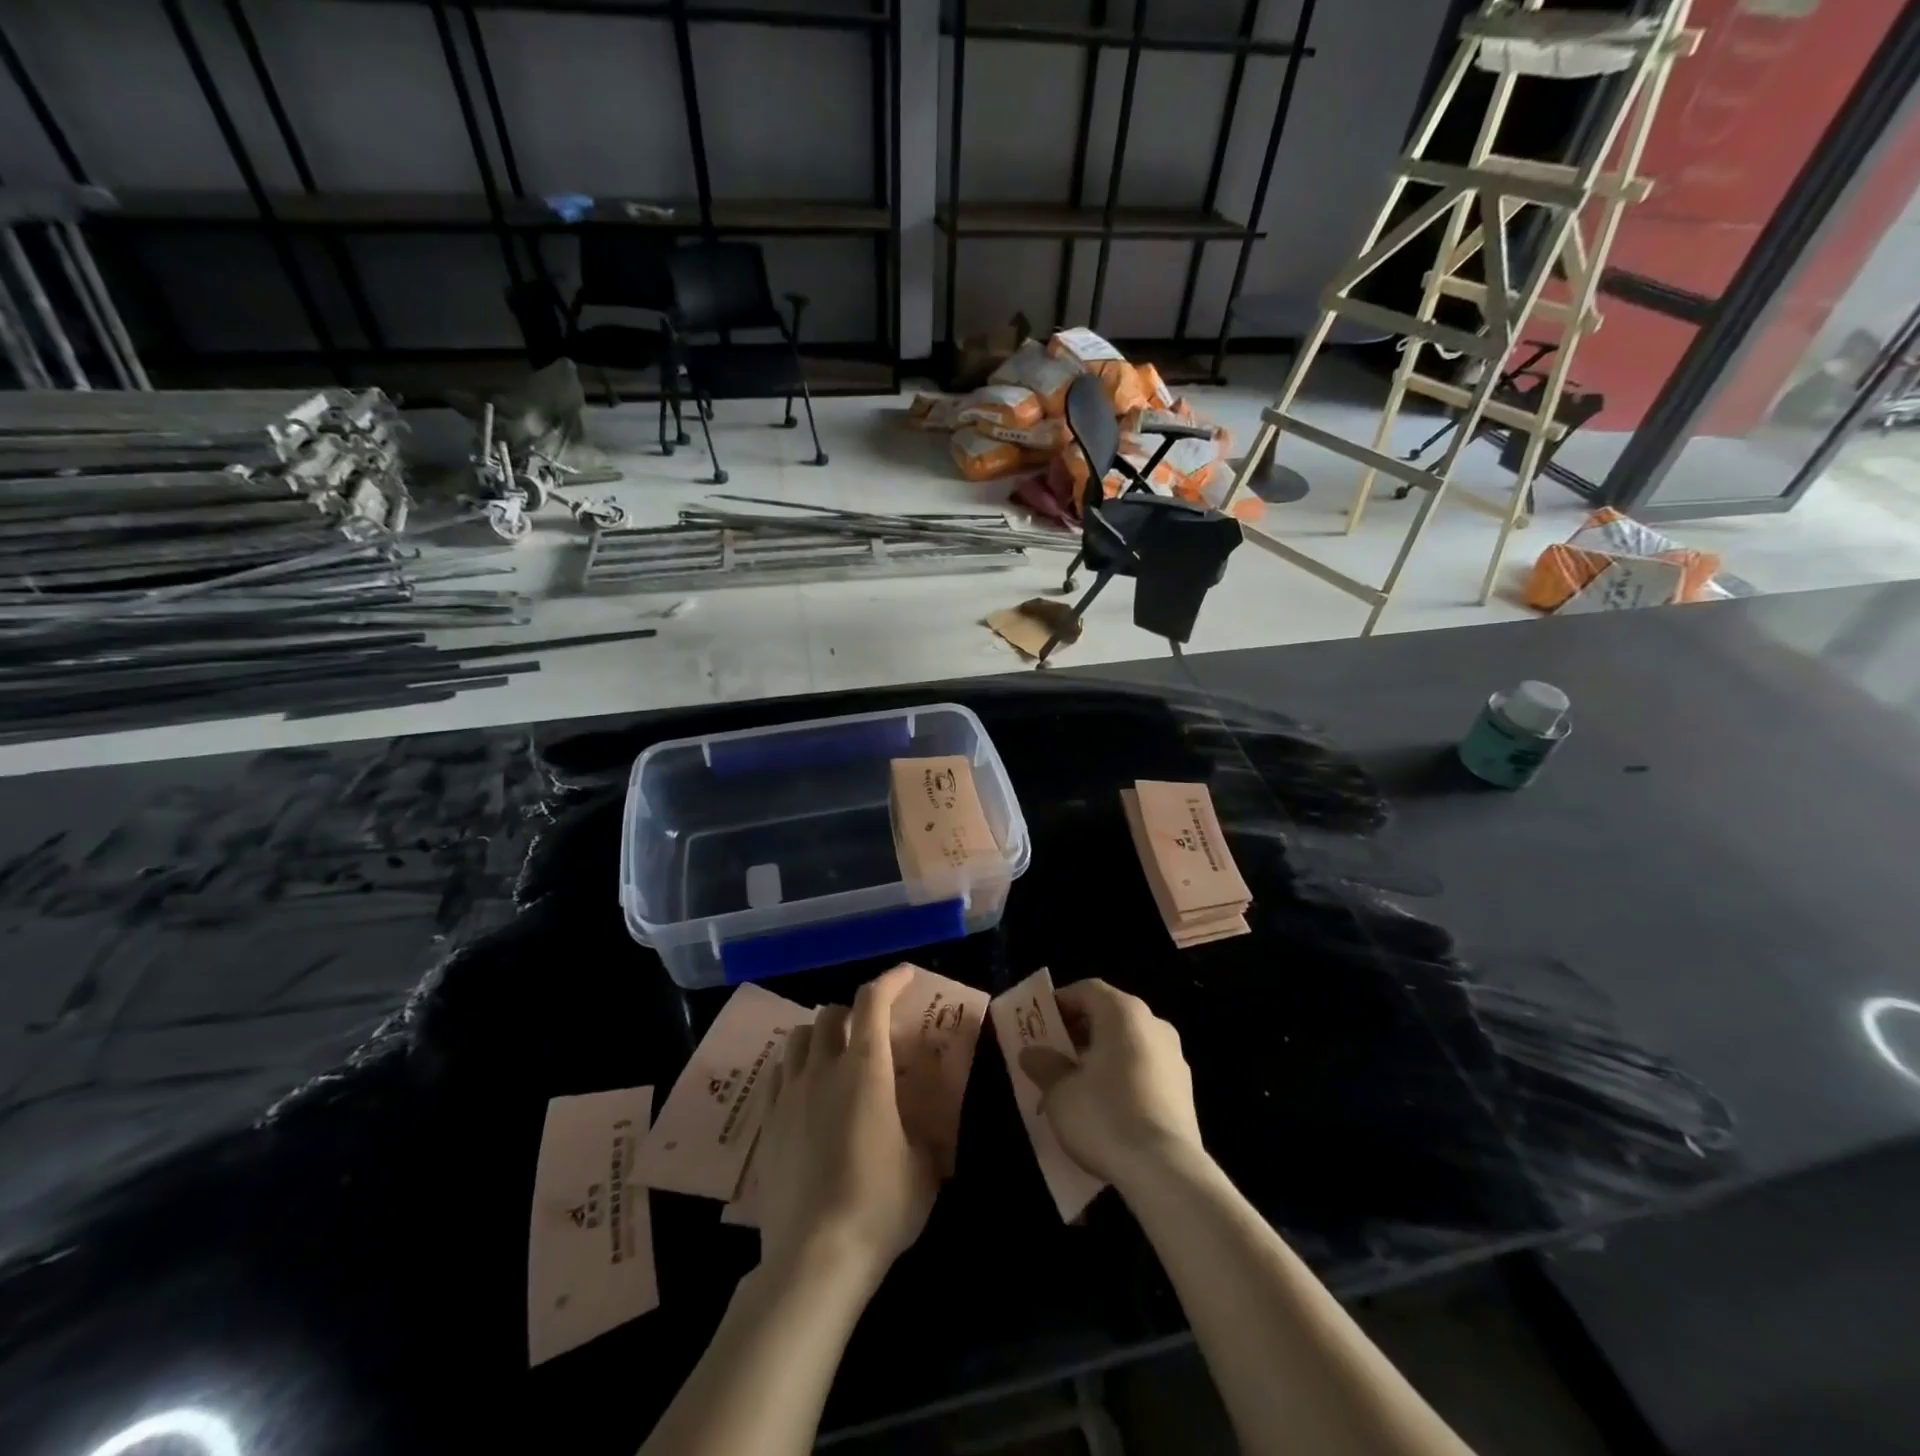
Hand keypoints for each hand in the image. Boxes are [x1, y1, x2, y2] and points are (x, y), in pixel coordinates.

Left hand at [754, 966, 938, 1290]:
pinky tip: (806, 1090)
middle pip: (829, 1013)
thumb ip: (929, 1135)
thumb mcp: (925, 1169)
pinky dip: (795, 1067)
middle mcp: (824, 1069)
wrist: (814, 1257)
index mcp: (866, 1069)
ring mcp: (790, 1094)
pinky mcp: (767, 1123)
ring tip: (834, 1055)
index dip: (890, 980)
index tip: (906, 975)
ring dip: (818, 1034)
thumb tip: (933, 1127)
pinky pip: (778, 1074)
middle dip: (852, 1011)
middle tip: (870, 1030)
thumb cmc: (879, 1206)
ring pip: (797, 1038)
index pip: (872, 1001)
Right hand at [1021, 978, 1203, 1189]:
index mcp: (1124, 1013)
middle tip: (1053, 1055)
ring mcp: (1175, 1058)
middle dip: (1079, 1032)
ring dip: (1101, 1056)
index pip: (1087, 990)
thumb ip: (1044, 1065)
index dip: (1060, 1002)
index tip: (1039, 1023)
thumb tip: (1032, 1053)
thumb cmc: (1105, 1116)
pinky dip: (1122, 1077)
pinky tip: (1105, 1109)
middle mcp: (1154, 1025)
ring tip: (1075, 1086)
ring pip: (1128, 1044)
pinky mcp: (1185, 1092)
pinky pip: (1144, 1070)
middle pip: (1109, 1016)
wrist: (1166, 1172)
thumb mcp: (1060, 1092)